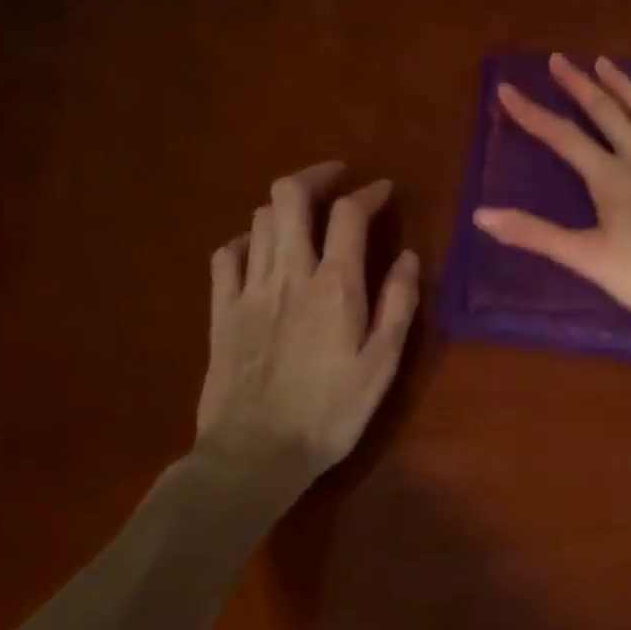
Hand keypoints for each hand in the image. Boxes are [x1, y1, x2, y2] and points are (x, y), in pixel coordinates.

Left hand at [195, 162, 419, 487]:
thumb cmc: (331, 411)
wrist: (255, 454)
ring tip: (305, 215)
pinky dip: (246, 240)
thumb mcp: (382, 363)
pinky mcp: (221, 310)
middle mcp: (289, 273)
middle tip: (336, 180)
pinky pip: (226, 255)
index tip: (383, 190)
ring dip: (284, 206)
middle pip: (289, 196)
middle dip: (315, 176)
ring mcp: (248, 289)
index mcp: (335, 285)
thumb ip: (398, 303)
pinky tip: (259, 251)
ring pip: (259, 219)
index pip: (349, 214)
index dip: (368, 192)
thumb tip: (409, 256)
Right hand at [473, 54, 630, 321]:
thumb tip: (482, 215)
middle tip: (559, 60)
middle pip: (606, 112)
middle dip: (579, 85)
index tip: (507, 88)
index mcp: (610, 177)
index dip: (532, 113)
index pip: (562, 137)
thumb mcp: (587, 259)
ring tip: (606, 62)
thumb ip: (536, 234)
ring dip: (626, 86)